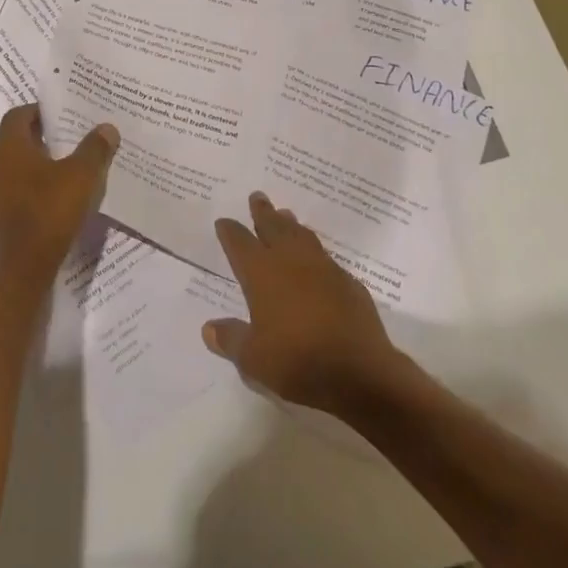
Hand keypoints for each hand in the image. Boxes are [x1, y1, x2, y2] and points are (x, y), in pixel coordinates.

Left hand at [0, 105, 118, 303]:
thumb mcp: (81, 178)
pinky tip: (53, 207)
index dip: (39, 111)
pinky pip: (11, 199)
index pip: (17, 116)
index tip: (62, 114)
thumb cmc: (47, 215)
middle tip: (70, 142)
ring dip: (35, 170)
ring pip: (12, 173)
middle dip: (41, 141)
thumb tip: (106, 127)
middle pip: (15, 144)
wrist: (17, 277)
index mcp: (7, 149)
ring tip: (66, 175)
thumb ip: (94, 149)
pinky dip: (30, 196)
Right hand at [203, 192, 399, 412]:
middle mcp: (290, 260)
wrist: (359, 371)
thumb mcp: (253, 358)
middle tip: (257, 196)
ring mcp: (323, 268)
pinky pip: (326, 258)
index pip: (239, 243)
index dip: (230, 231)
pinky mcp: (348, 282)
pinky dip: (315, 252)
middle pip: (273, 226)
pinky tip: (317, 260)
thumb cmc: (297, 361)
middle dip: (262, 211)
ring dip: (290, 224)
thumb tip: (208, 329)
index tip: (224, 222)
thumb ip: (231, 339)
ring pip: (302, 235)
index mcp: (261, 272)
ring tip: (285, 215)